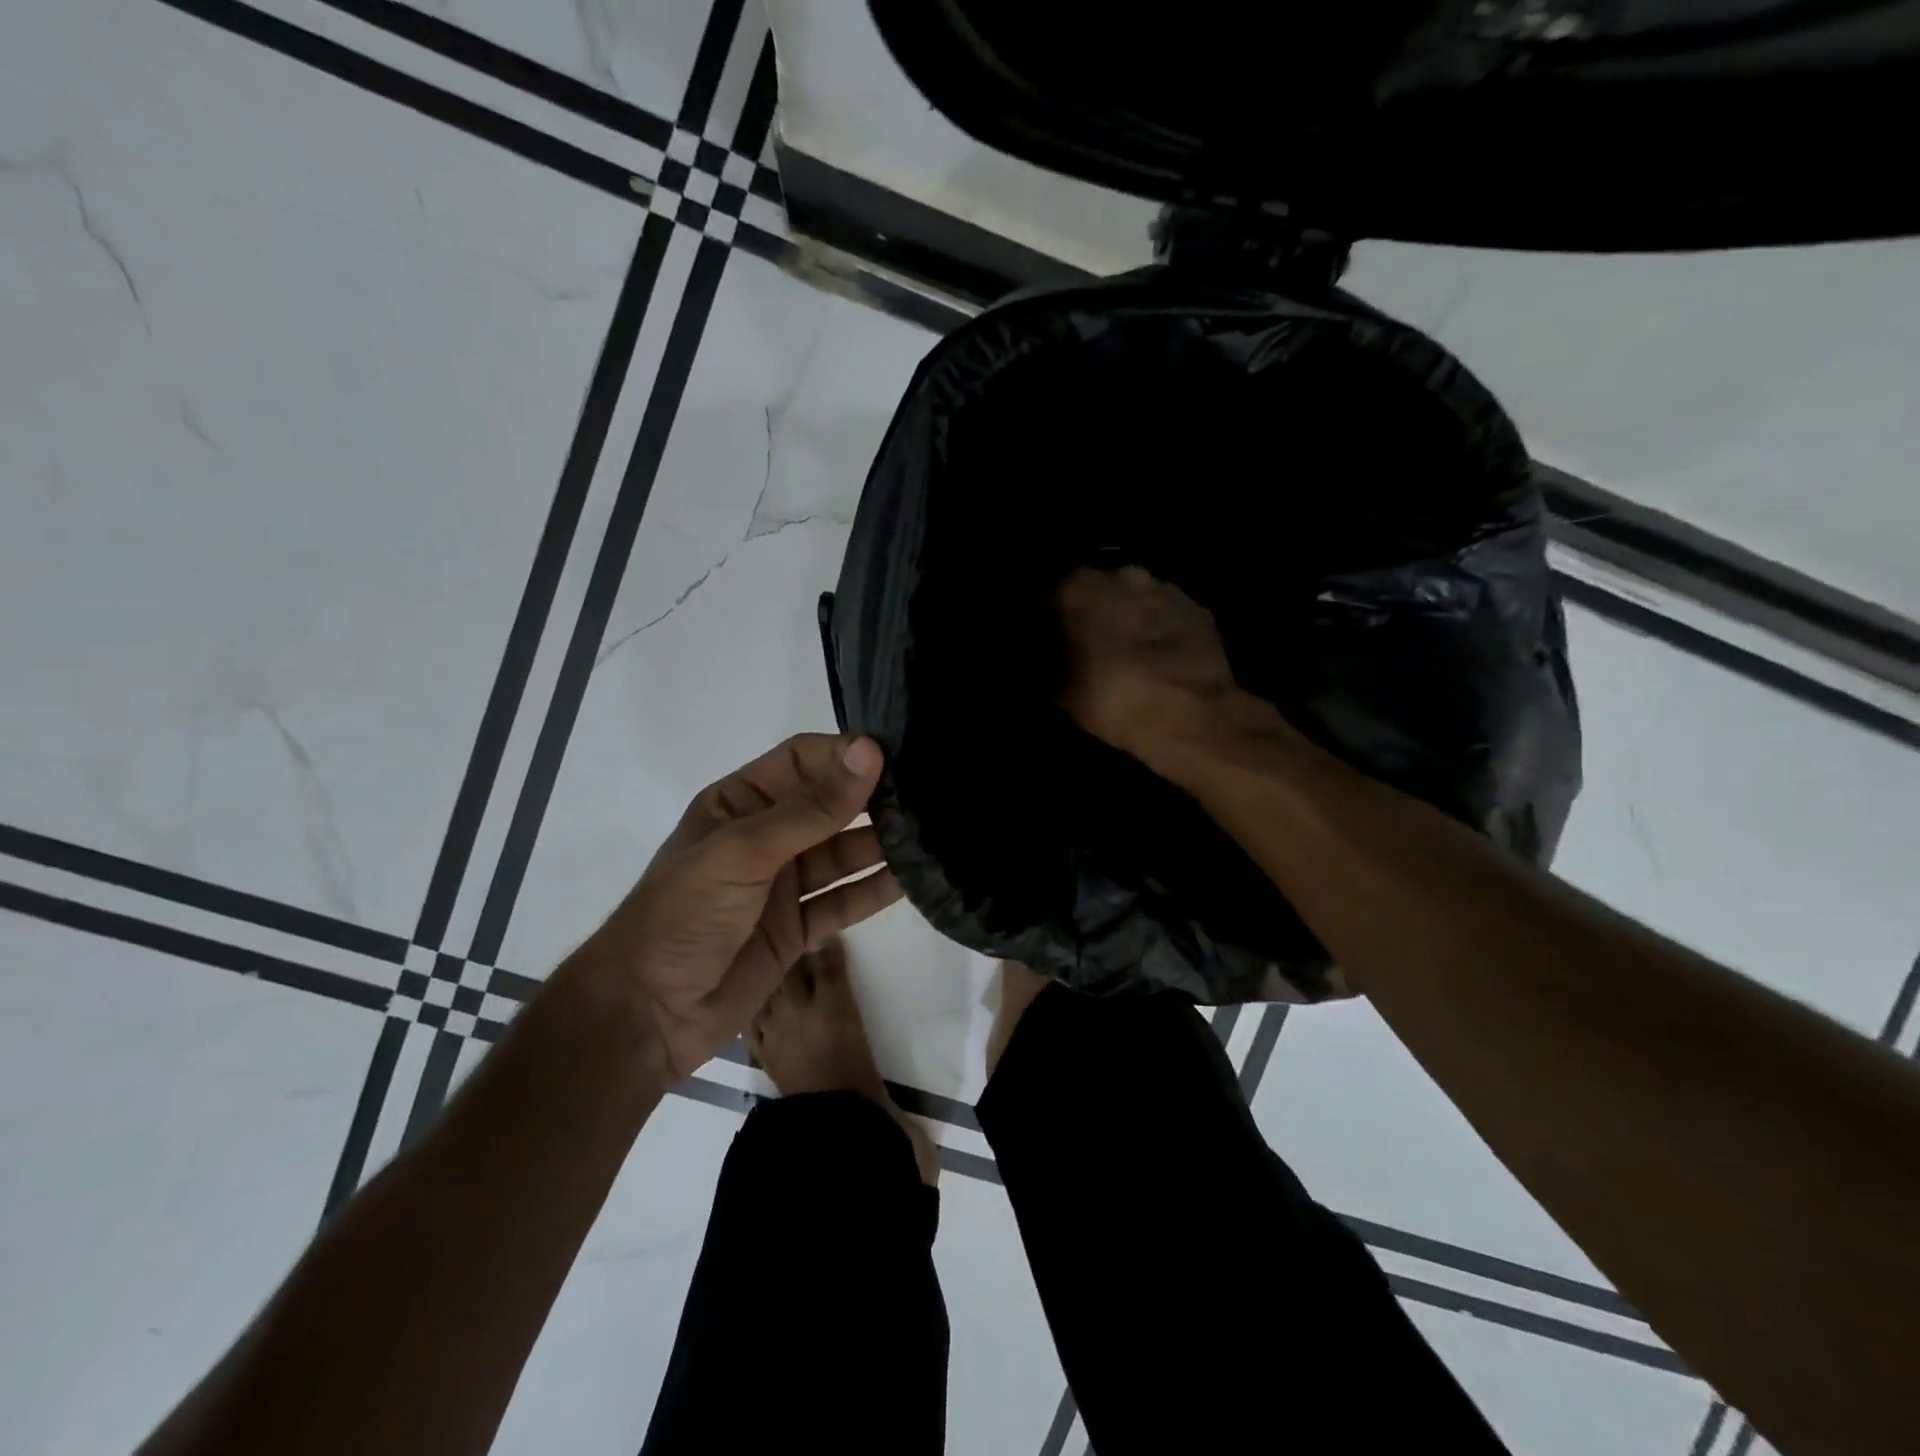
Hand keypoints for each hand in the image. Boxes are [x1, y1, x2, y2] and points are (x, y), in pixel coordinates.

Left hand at [583, 734, 902, 1080]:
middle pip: (828, 807)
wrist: (648, 1014)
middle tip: (928, 795)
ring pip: (842, 855)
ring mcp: (782, 884)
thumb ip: (811, 809)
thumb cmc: (683, 915)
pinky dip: (874, 891)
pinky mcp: (797, 928)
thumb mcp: (744, 851)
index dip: (844, 755)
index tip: (896, 755)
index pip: (801, 761)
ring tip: (930, 835)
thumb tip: (870, 752)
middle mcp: (765, 837)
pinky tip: (911, 880)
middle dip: (871, 800)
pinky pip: (843, 900)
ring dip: (880, 845)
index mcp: (739, 804)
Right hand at [1057, 565, 1239, 757]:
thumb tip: (1048, 663)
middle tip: (1089, 645)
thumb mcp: (1063, 693)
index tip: (1053, 640)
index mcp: (1080, 588)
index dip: (1053, 616)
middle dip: (1094, 611)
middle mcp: (1122, 576)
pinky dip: (1160, 629)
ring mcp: (1165, 589)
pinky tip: (1158, 655)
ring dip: (1129, 616)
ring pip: (1136, 597)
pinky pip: (1167, 613)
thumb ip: (1051, 668)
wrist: (1191, 716)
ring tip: (1126, 651)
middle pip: (1099, 588)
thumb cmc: (1113, 699)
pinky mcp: (1198, 609)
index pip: (1055, 591)